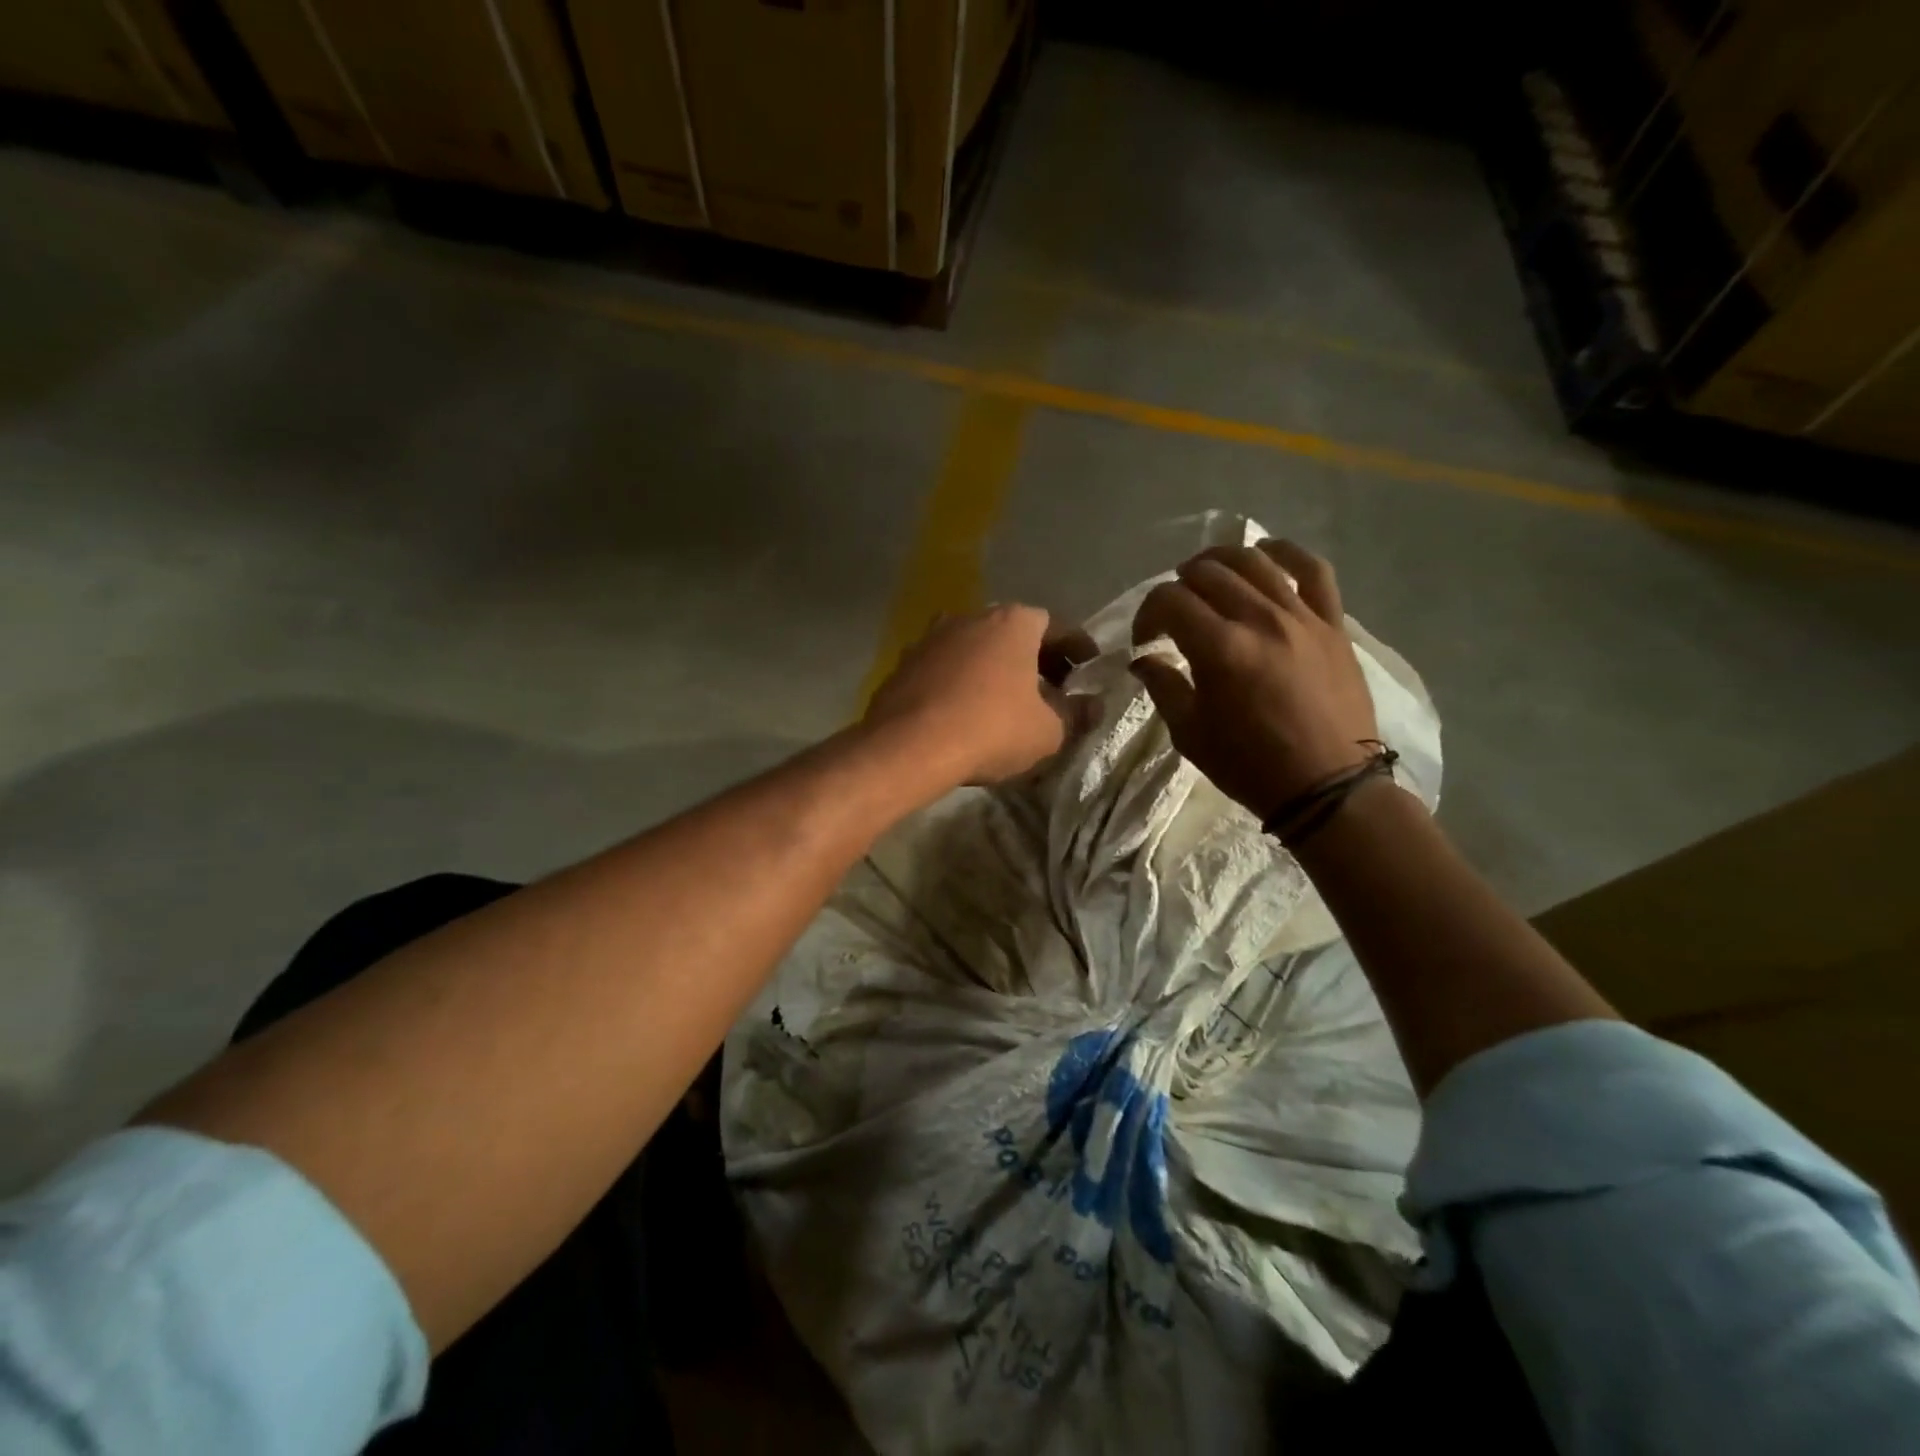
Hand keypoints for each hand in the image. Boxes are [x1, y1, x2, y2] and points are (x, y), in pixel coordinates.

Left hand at [864, 605, 1094, 785]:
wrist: (908, 746)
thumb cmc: (991, 729)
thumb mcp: (1048, 731)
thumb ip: (1076, 714)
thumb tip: (1092, 706)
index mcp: (1013, 622)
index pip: (1056, 626)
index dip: (1077, 649)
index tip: (1087, 670)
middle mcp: (971, 617)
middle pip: (1012, 633)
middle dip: (1035, 659)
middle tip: (1052, 688)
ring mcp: (932, 637)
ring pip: (975, 648)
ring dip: (994, 669)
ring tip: (1007, 701)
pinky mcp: (904, 663)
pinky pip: (945, 668)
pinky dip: (961, 682)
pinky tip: (966, 710)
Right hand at [1130, 540, 1377, 820]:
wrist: (1328, 787)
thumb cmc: (1250, 766)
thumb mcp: (1190, 733)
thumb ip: (1163, 686)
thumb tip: (1144, 658)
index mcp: (1219, 648)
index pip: (1169, 601)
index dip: (1147, 614)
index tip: (1146, 640)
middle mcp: (1259, 619)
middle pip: (1207, 573)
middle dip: (1178, 587)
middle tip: (1174, 614)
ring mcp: (1301, 616)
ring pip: (1254, 562)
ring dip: (1221, 561)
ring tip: (1207, 577)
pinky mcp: (1332, 623)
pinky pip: (1313, 570)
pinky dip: (1286, 553)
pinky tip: (1267, 554)